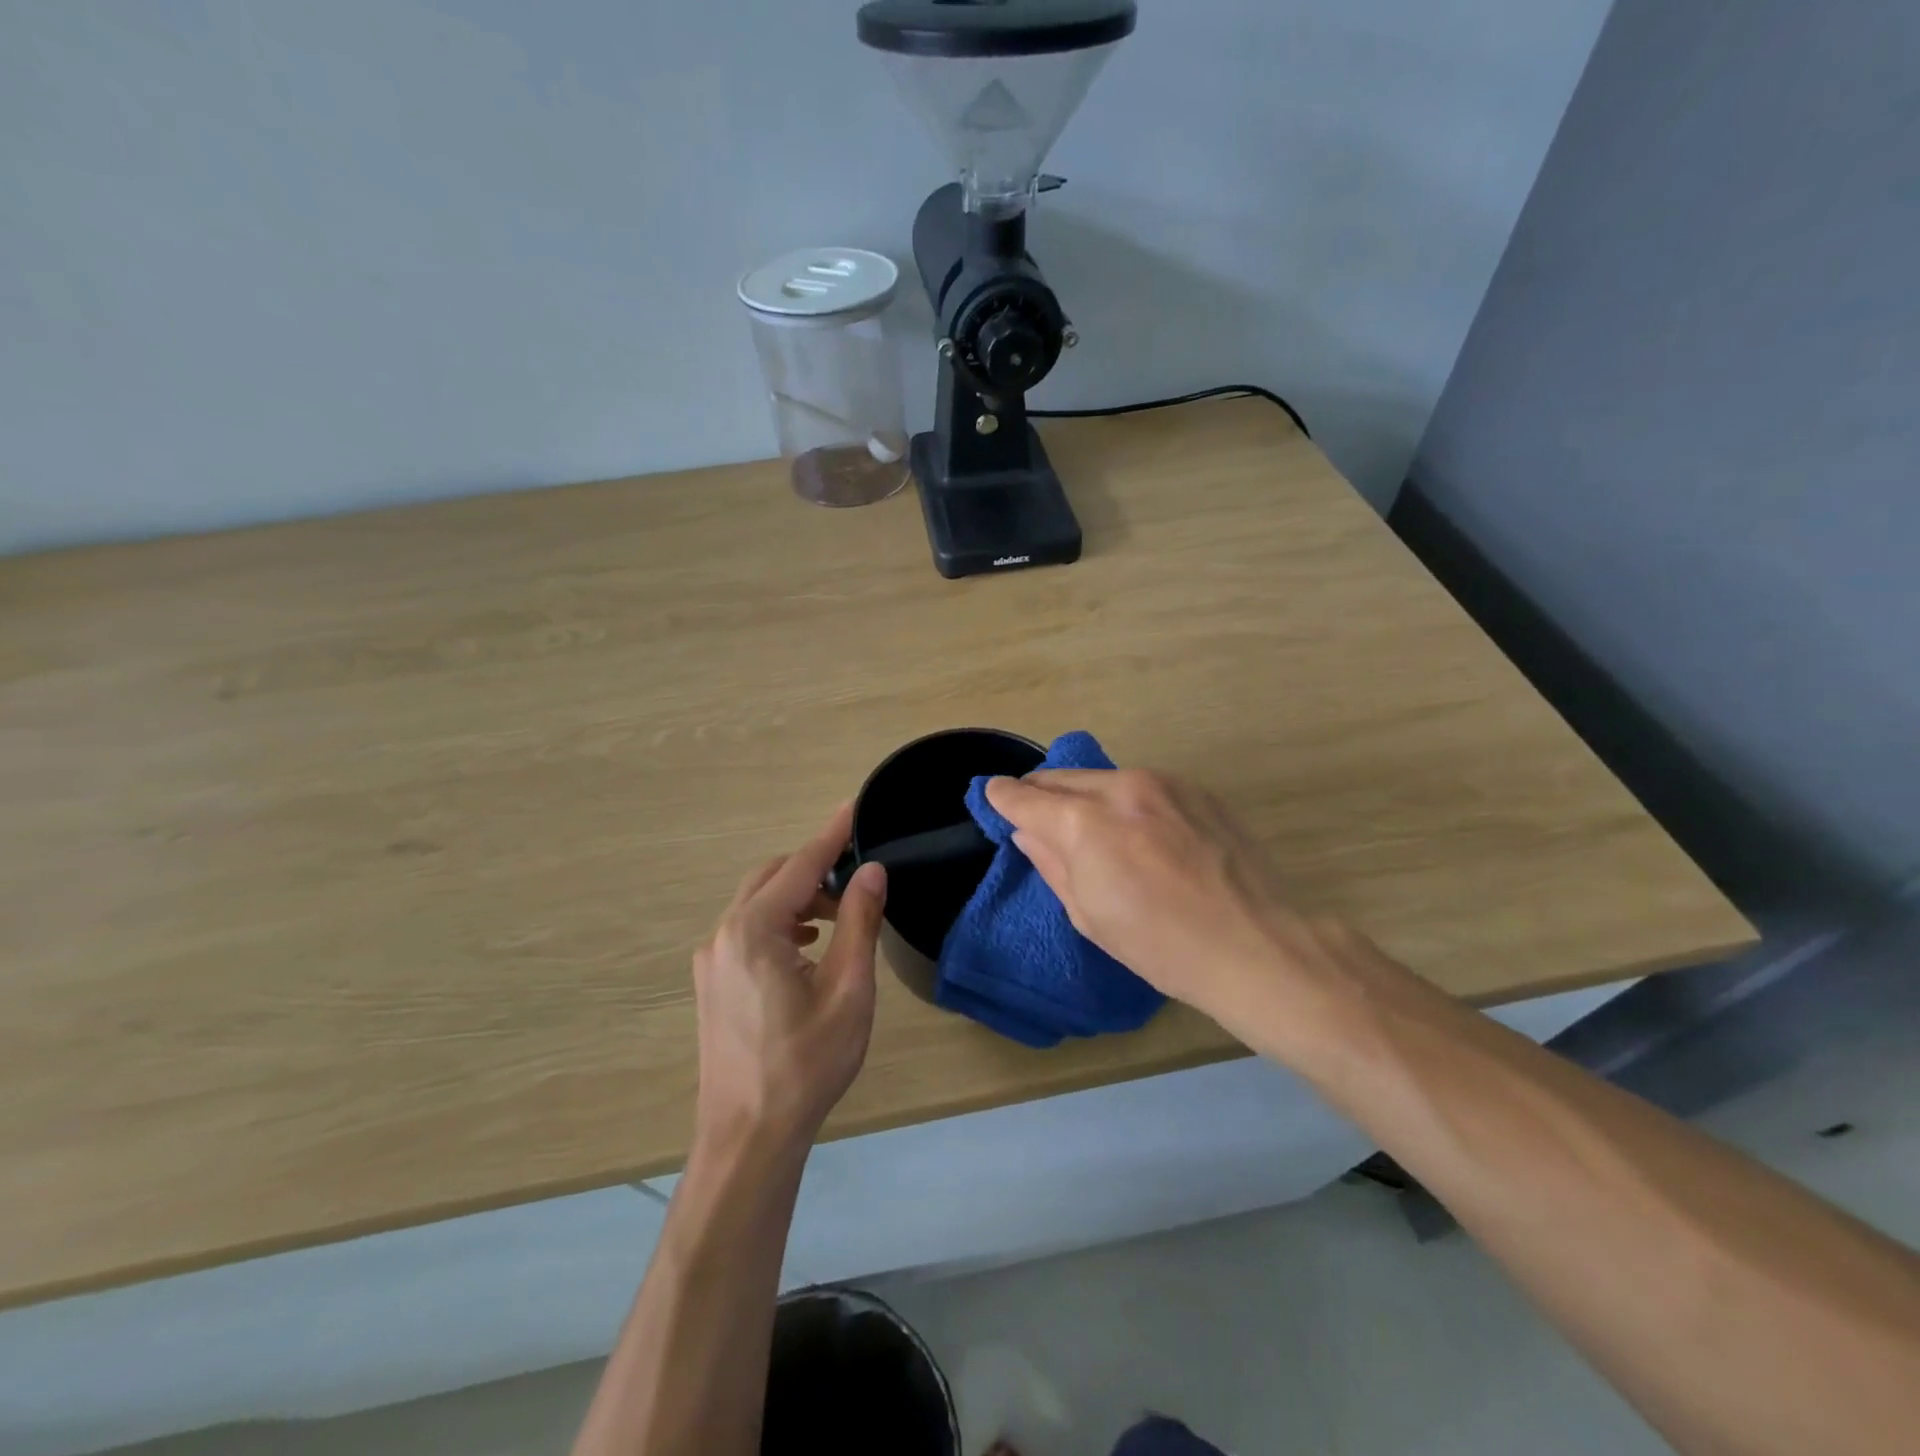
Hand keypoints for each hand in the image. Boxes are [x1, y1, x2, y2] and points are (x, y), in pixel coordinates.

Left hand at [691, 803, 886, 1158]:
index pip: (800, 865)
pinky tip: (806, 946)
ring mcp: (710, 959)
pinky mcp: (711, 982)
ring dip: (797, 897)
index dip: (831, 835)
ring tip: (836, 919)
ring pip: (757, 903)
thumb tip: (871, 871)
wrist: (748, 1137)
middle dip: (813, 869)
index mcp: (754, 931)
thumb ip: (858, 922)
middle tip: (855, 882)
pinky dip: (779, 922)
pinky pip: (746, 929)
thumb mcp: (848, 990)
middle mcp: (723, 935)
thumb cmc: (806, 1064)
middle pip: (771, 877)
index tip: (854, 808)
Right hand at [983, 769, 1314, 1031]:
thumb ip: (1052, 861)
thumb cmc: (1161, 946)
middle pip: (1061, 778)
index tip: (992, 796)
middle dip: (1040, 793)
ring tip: (1090, 827)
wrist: (1256, 946)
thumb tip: (1028, 831)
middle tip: (1032, 813)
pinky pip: (1143, 786)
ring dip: (1085, 796)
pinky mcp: (1197, 790)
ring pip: (1103, 778)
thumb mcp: (1090, 914)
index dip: (1002, 797)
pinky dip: (1126, 801)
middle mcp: (1122, 787)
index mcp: (1086, 822)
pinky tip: (1139, 831)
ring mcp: (1165, 783)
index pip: (1026, 797)